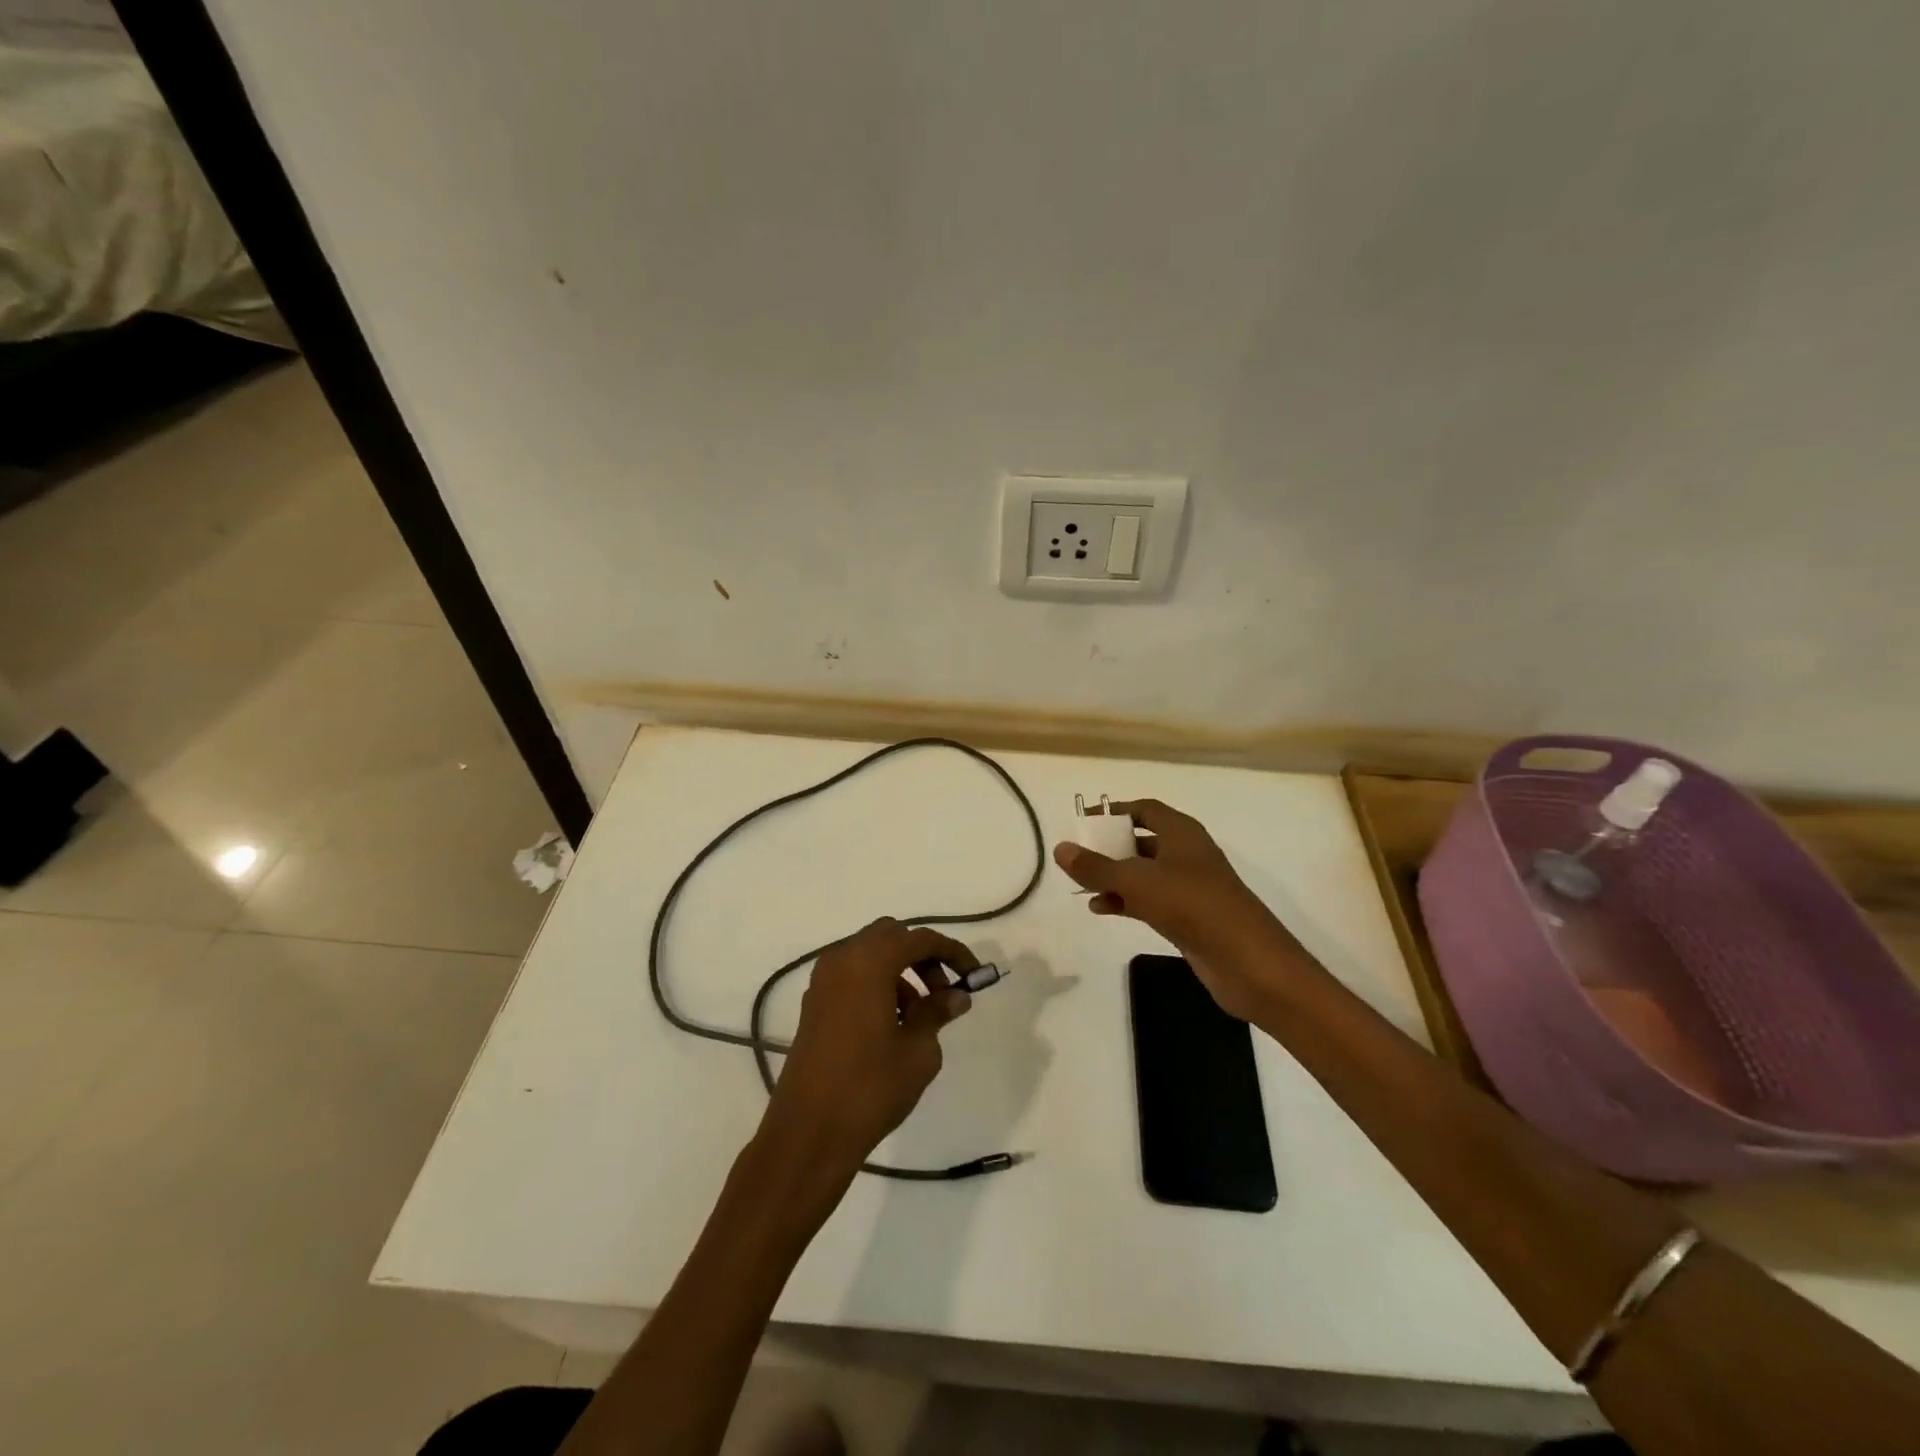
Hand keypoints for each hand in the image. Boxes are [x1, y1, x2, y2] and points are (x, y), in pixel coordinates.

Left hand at [759, 918, 976, 1187]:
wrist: (808, 1133)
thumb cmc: (870, 1088)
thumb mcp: (918, 1051)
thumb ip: (937, 1012)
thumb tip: (955, 995)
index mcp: (869, 962)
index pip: (920, 939)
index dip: (952, 952)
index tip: (975, 975)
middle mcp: (842, 959)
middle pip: (891, 937)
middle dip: (922, 956)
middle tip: (943, 993)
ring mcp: (823, 981)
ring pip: (870, 954)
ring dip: (900, 972)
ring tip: (919, 1017)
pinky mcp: (814, 1003)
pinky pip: (852, 975)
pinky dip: (877, 984)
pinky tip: (892, 1025)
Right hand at [1054, 799, 1299, 1021]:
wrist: (1249, 962)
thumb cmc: (1193, 906)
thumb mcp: (1137, 881)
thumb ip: (1096, 867)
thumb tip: (1061, 848)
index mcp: (1182, 833)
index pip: (1144, 810)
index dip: (1114, 812)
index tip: (1085, 822)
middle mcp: (1186, 855)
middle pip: (1142, 841)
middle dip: (1110, 848)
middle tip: (1079, 857)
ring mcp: (1189, 888)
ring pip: (1144, 874)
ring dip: (1115, 878)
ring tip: (1083, 887)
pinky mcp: (1189, 918)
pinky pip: (1150, 900)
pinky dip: (1126, 901)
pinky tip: (1102, 909)